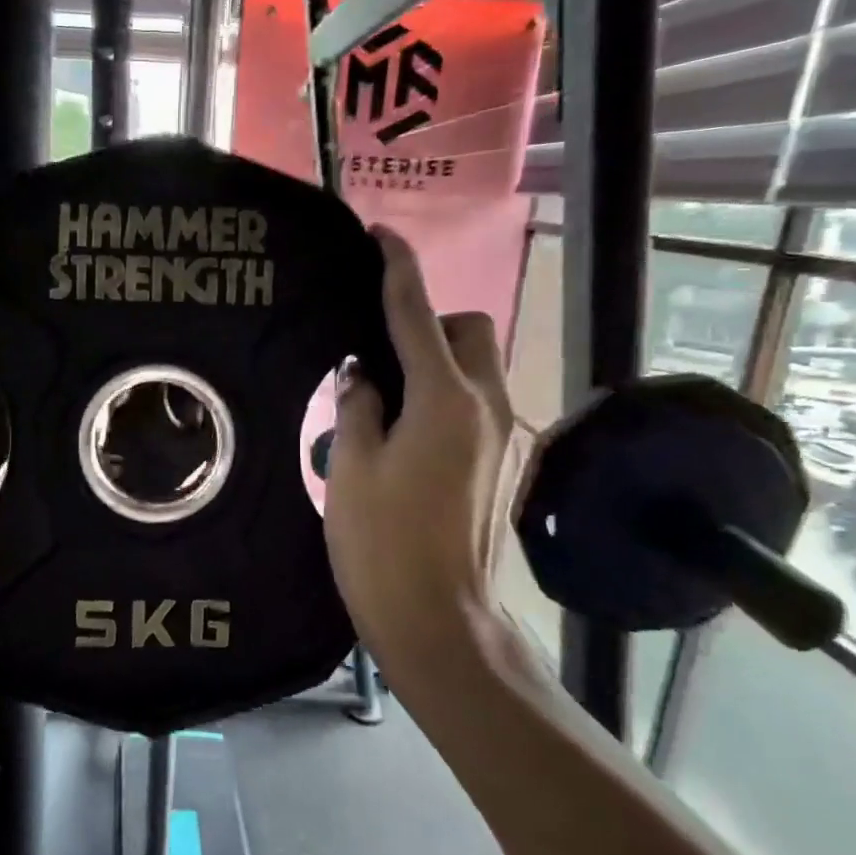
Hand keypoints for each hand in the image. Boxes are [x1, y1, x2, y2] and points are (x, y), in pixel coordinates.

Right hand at [324, 229, 516, 677]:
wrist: (438, 618)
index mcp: (443, 399)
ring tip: (390, 402)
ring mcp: (504, 434)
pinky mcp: (505, 461)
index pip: (416, 313)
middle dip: (430, 324)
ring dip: (439, 363)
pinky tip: (410, 436)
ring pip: (479, 366)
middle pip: (469, 330)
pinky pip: (479, 402)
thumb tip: (365, 374)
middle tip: (380, 358)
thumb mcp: (350, 467)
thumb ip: (358, 405)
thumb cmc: (381, 543)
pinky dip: (448, 396)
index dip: (397, 268)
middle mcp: (487, 405)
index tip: (381, 236)